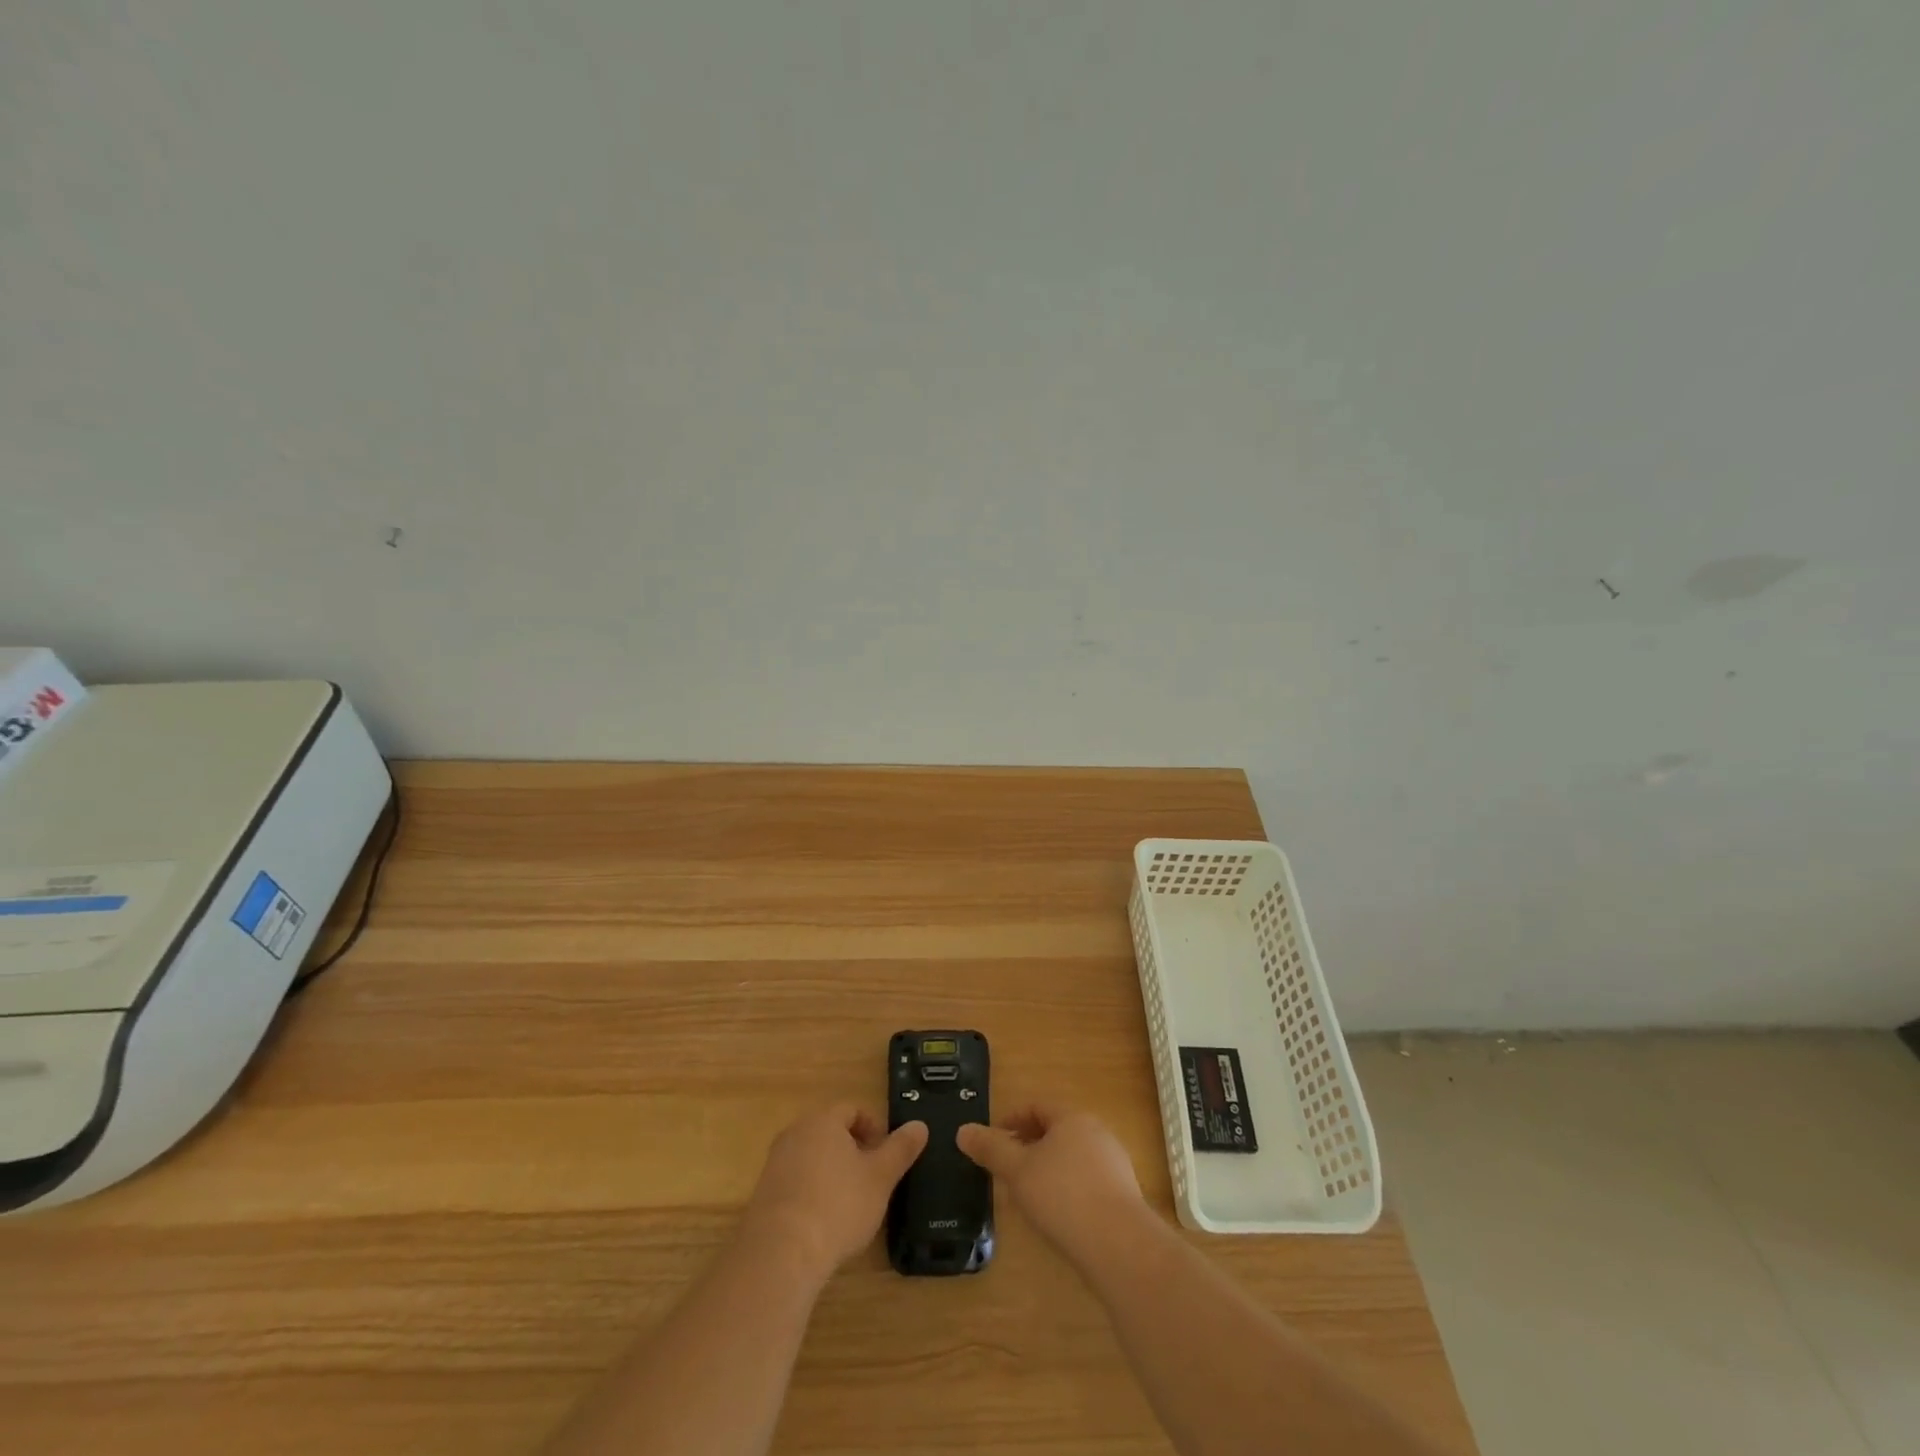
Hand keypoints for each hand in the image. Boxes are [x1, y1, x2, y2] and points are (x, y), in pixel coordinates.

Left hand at [742, 1105, 927, 1282]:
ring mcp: (775, 1163)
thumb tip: (920, 1125)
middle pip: (829, 1131)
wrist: (781, 1253)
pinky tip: (823, 1221)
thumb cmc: (838, 1205)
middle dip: (853, 1150)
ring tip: (849, 1202)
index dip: (873, 1128)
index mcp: (823, 1120)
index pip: (852, 1109)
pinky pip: (795, 1181)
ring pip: (811, 1157)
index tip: (886, 1155)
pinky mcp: (763, 1194)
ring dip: (832, 1172)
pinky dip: (812, 1192)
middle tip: (871, 1178)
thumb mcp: (880, 1177)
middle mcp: (795, 1133)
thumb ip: (901, 1149)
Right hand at [957, 1104, 1146, 1258]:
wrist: (1120, 1245)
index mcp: (1072, 1118)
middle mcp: (1097, 1133)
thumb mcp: (1018, 1171)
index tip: (994, 1139)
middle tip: (1007, 1167)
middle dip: (1029, 1145)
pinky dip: (1067, 1189)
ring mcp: (1114, 1164)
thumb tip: (963, 1130)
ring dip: (1048, 1168)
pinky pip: (1087, 1181)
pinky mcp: (1123, 1195)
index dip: (1012, 1119)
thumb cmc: (1062, 1196)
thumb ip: (991, 1149)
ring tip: (1028, 1194)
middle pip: (1056, 1131)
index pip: (1037, 1106)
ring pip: (1072, 1157)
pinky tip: (1057, 1216)